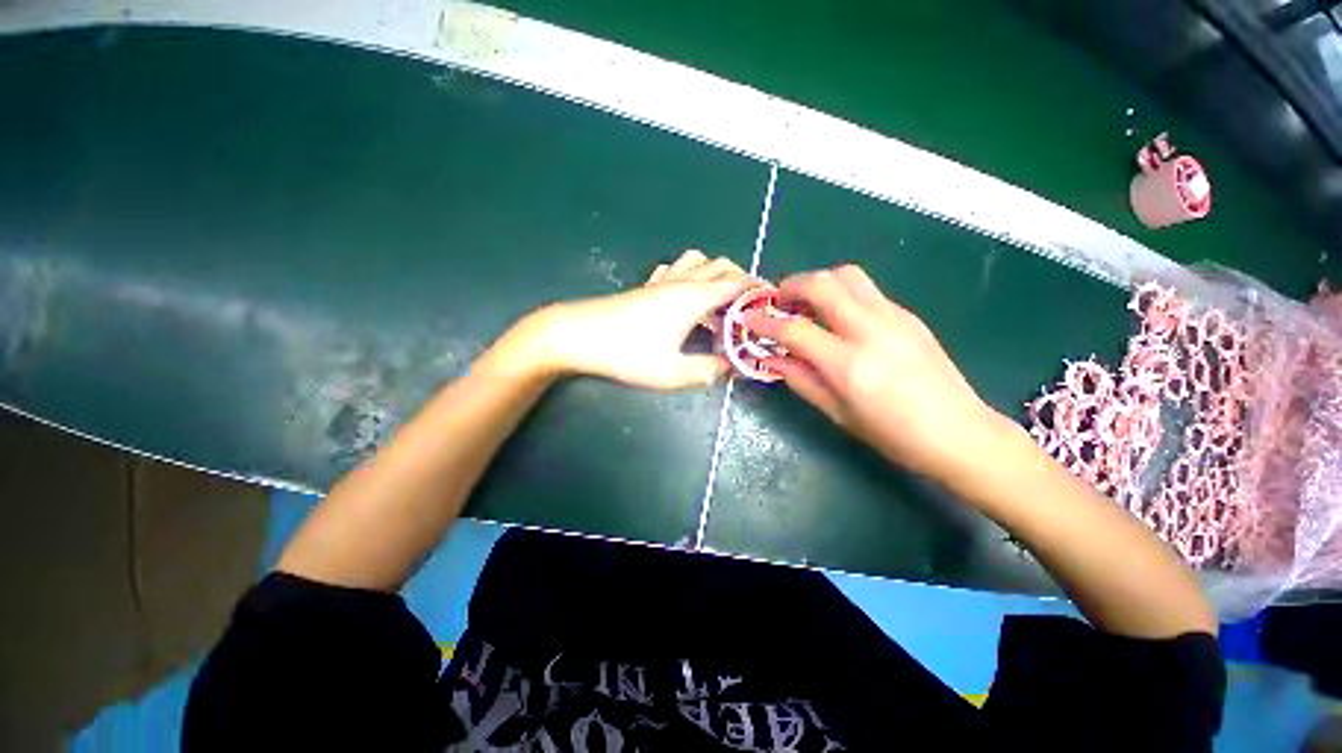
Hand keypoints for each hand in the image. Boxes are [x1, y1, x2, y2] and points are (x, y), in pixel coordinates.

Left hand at [523, 250, 754, 388]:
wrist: (576, 335)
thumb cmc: (626, 353)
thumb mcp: (671, 372)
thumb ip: (707, 371)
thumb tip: (731, 368)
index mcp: (694, 297)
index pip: (738, 283)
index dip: (759, 291)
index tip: (772, 306)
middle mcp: (682, 282)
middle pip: (722, 266)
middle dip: (742, 283)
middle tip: (747, 311)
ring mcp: (661, 281)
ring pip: (699, 262)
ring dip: (716, 276)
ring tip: (719, 305)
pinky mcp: (645, 287)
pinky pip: (675, 269)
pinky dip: (690, 276)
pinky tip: (685, 298)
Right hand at [744, 265, 1002, 479]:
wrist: (960, 432)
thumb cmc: (893, 434)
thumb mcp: (837, 413)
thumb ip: (800, 379)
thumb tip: (770, 357)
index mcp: (849, 365)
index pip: (795, 330)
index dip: (765, 322)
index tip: (748, 319)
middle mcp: (870, 331)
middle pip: (823, 284)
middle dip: (791, 285)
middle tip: (778, 301)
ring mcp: (894, 318)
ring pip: (848, 276)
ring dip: (819, 281)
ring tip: (807, 304)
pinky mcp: (908, 315)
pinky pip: (867, 290)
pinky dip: (842, 293)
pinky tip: (839, 317)